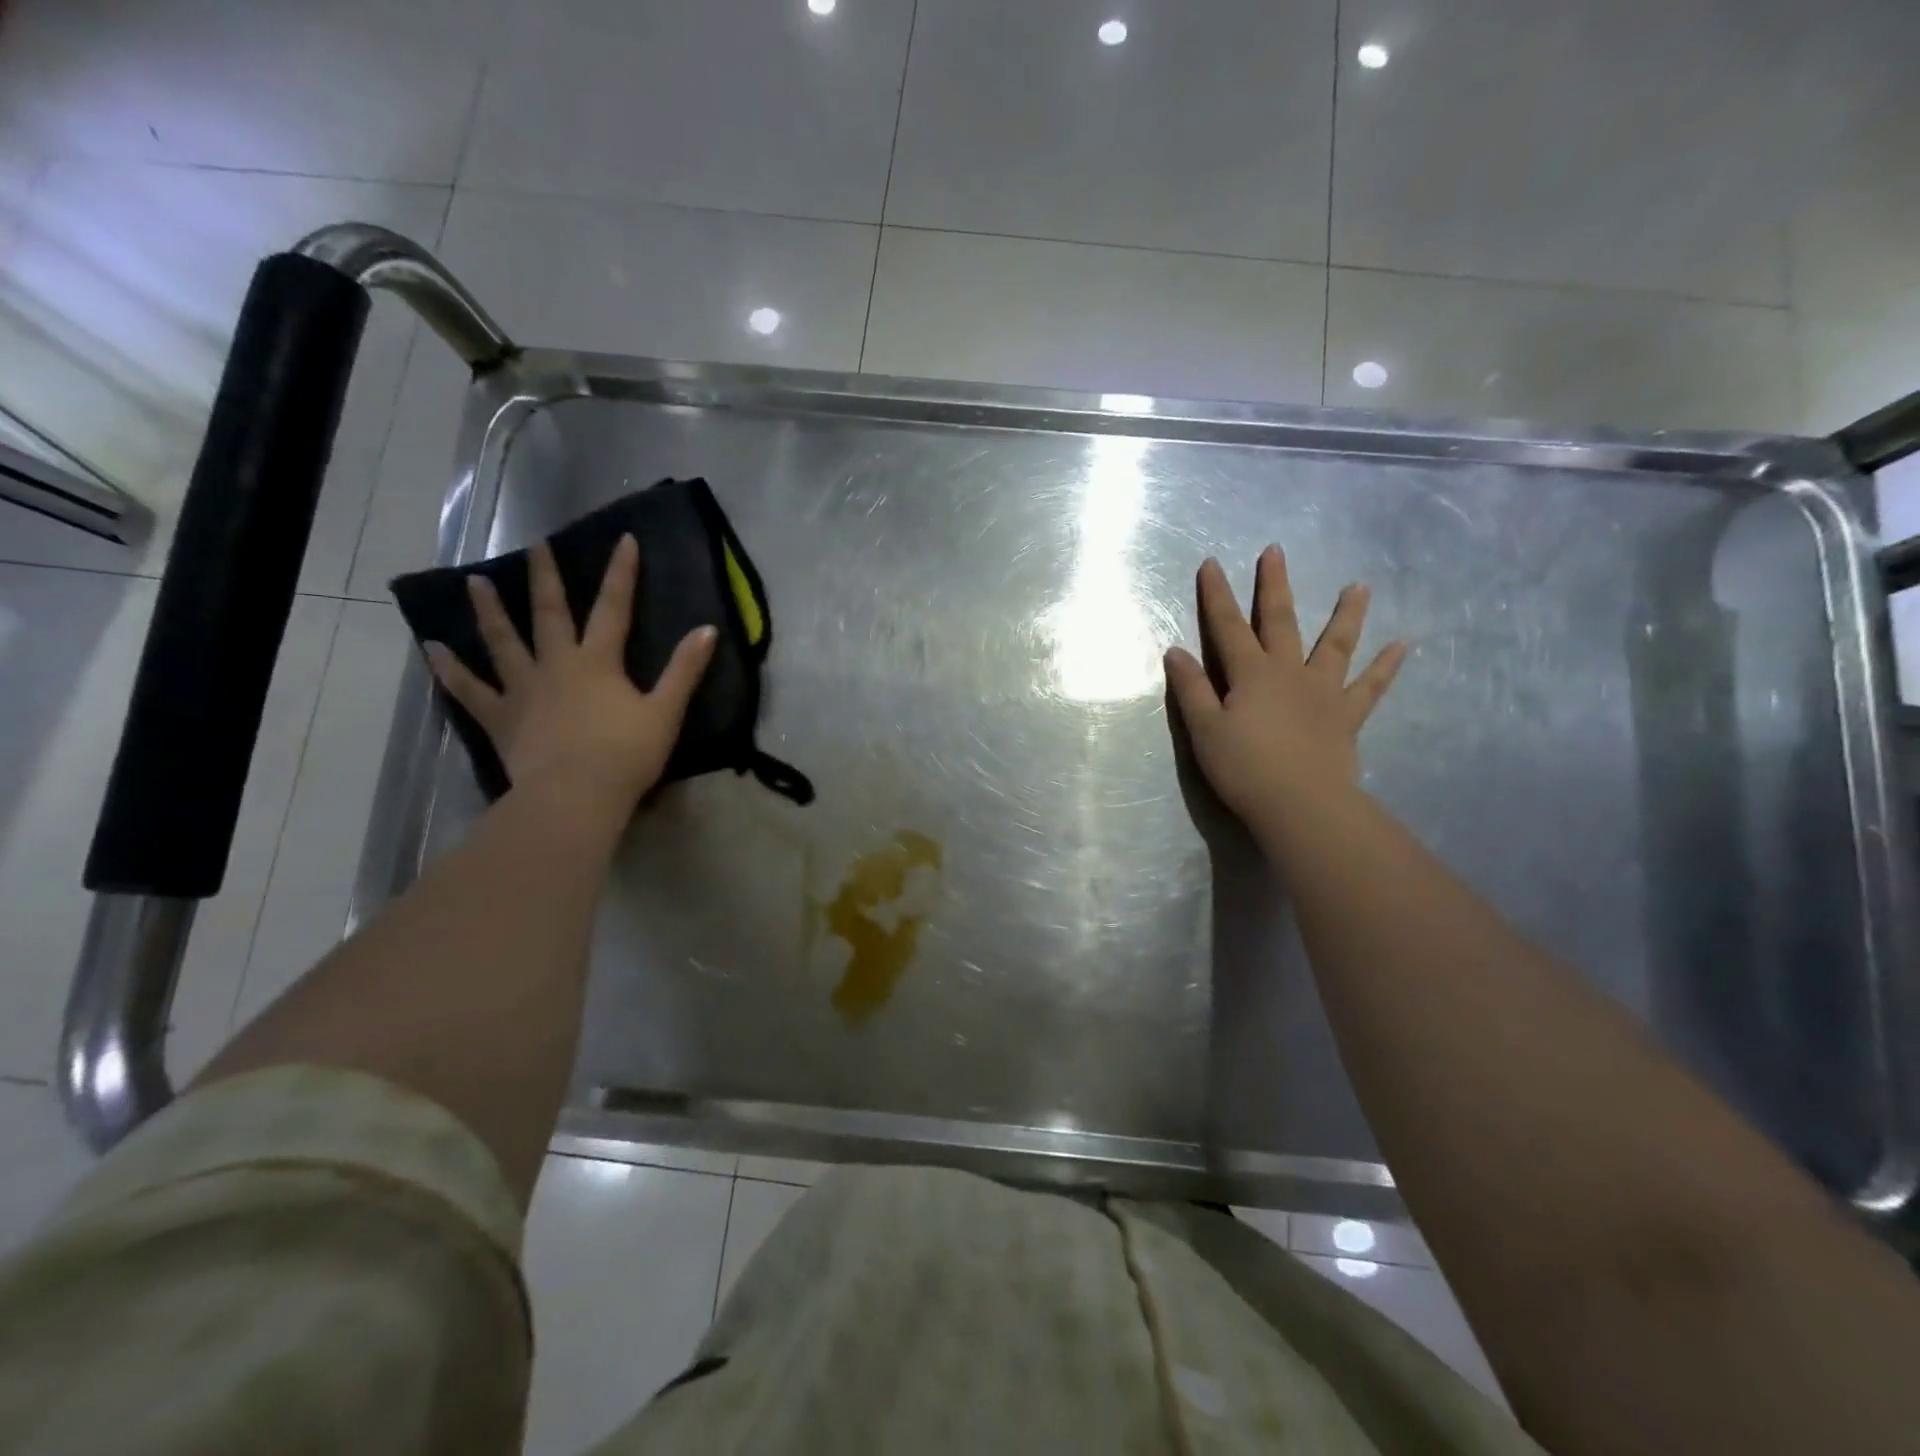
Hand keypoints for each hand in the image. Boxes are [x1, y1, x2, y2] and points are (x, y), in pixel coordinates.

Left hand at [424, 536, 716, 810]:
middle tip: (535, 545)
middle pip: (550, 614)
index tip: (623, 540)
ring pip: (503, 642)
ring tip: (473, 582)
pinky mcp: (501, 717)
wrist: (576, 796)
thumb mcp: (666, 712)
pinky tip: (432, 650)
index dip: (621, 574)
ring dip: (489, 611)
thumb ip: (685, 670)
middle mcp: (557, 665)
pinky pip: (470, 690)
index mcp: (599, 662)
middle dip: (545, 577)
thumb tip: (708, 629)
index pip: (614, 608)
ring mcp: (523, 689)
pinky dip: (450, 670)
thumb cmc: (626, 754)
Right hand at [1164, 549, 1405, 834]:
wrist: (1300, 804)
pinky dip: (1386, 666)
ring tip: (1360, 586)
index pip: (1227, 626)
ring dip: (1346, 614)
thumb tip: (1175, 651)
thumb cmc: (1243, 768)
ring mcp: (1323, 691)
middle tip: (1276, 551)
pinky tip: (1404, 645)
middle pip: (1280, 620)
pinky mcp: (1346, 716)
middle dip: (1273, 585)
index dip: (1216, 595)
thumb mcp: (1204, 729)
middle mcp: (1289, 671)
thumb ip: (1191, 688)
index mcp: (1251, 673)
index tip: (1211, 563)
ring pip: (1336, 644)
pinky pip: (1371, 687)